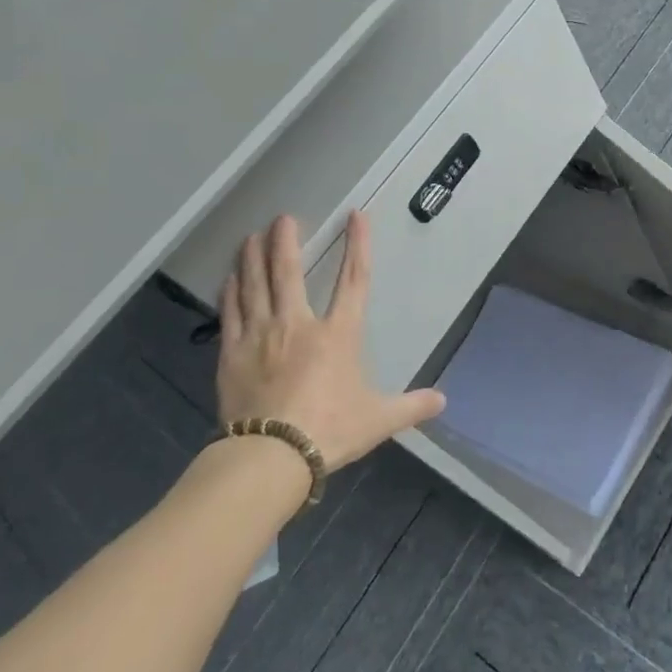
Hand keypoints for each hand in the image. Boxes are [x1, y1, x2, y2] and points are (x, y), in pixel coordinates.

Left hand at [217, 211, 445, 470]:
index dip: (358, 246)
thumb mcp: (378, 420)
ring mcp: (260, 335)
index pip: (354, 280)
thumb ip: (411, 406)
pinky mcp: (232, 353)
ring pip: (255, 285)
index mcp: (338, 334)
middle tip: (283, 218)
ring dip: (253, 257)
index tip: (356, 216)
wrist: (271, 455)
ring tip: (251, 235)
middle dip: (286, 240)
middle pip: (289, 272)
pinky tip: (229, 277)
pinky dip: (230, 291)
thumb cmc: (329, 430)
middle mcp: (298, 324)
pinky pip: (230, 312)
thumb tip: (443, 400)